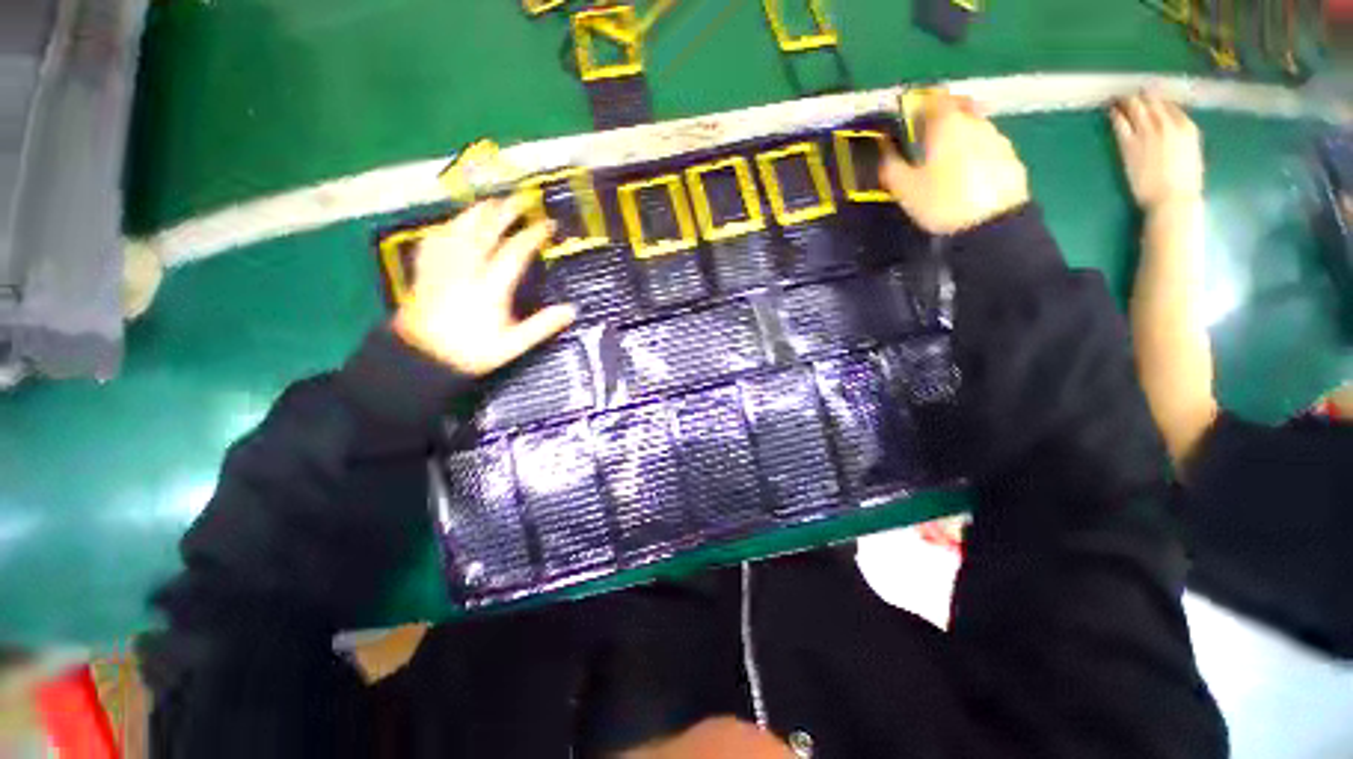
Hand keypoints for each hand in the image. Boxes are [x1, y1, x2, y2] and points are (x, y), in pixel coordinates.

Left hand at [392, 194, 576, 376]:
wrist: (421, 357)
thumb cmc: (471, 351)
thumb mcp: (513, 345)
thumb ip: (542, 326)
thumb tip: (571, 310)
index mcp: (489, 286)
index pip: (515, 251)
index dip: (533, 235)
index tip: (547, 225)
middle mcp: (466, 269)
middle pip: (485, 230)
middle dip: (504, 212)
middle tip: (520, 200)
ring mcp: (442, 266)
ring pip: (459, 228)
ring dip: (476, 212)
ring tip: (490, 202)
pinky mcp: (425, 269)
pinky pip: (435, 238)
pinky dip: (448, 225)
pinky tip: (453, 223)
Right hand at [879, 91, 1030, 234]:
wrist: (991, 224)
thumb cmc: (942, 202)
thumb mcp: (906, 189)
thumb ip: (891, 165)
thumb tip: (881, 149)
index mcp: (947, 125)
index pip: (935, 99)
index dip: (921, 105)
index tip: (910, 118)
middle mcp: (975, 123)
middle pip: (960, 109)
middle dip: (944, 118)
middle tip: (928, 139)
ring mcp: (997, 139)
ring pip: (975, 128)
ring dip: (960, 137)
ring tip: (946, 162)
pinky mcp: (1010, 158)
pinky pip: (988, 147)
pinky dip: (975, 153)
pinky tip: (967, 176)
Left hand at [1111, 92, 1203, 211]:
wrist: (1171, 198)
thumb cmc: (1184, 182)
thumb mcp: (1191, 153)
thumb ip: (1181, 137)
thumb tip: (1172, 128)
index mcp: (1187, 127)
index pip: (1170, 105)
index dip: (1158, 98)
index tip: (1150, 93)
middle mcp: (1168, 125)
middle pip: (1152, 103)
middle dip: (1141, 95)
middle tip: (1130, 89)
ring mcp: (1148, 133)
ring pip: (1135, 109)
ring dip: (1126, 101)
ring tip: (1117, 95)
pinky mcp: (1130, 145)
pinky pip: (1121, 124)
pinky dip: (1115, 115)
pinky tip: (1110, 109)